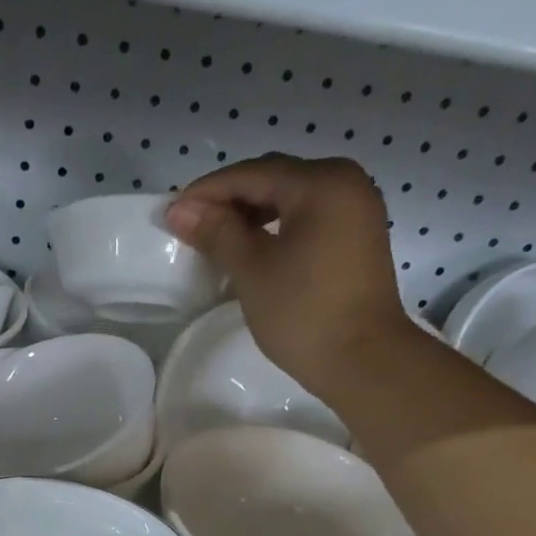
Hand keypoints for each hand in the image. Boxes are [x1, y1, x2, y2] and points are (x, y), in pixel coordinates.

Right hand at [166, 154, 414, 399]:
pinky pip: (308, 218)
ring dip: (252, 214)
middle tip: (190, 224)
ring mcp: (356, 210)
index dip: (207, 191)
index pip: (252, 174)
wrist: (364, 361)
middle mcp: (345, 183)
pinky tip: (252, 247)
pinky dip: (276, 227)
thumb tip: (179, 210)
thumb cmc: (304, 313)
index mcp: (322, 182)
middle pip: (274, 179)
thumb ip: (217, 233)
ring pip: (291, 199)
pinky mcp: (357, 238)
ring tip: (216, 237)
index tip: (171, 212)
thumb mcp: (252, 270)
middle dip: (230, 199)